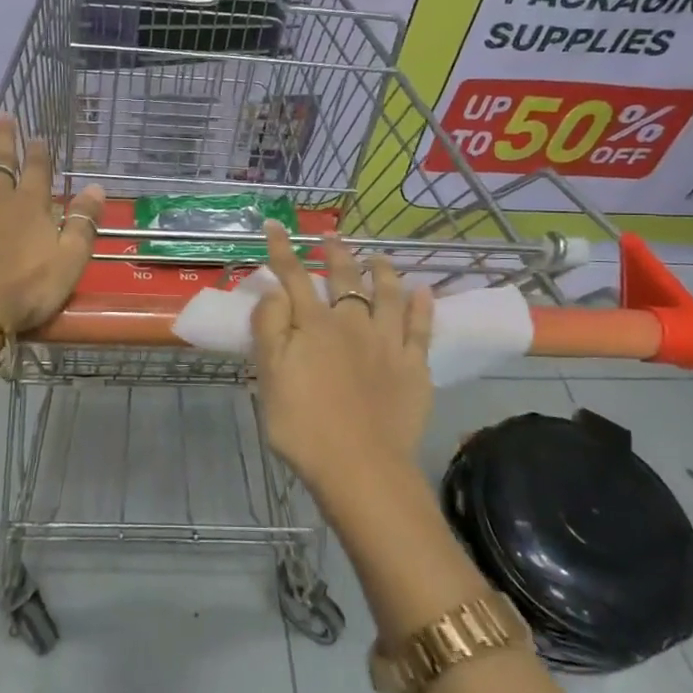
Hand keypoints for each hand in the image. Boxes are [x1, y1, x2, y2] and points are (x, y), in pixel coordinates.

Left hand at [0, 111, 106, 334]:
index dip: (38, 152)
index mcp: (30, 208)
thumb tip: (97, 188)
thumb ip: (83, 224)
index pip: (37, 172)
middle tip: (2, 114)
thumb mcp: (69, 262)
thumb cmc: (25, 292)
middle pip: (0, 163)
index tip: (37, 135)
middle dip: (3, 138)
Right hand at [251, 224, 434, 495]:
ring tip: (378, 257)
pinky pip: (421, 327)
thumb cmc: (304, 425)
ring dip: (382, 271)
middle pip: (344, 279)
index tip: (274, 224)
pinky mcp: (414, 367)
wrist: (361, 467)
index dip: (282, 250)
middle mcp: (352, 324)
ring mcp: (388, 343)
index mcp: (314, 325)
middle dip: (335, 253)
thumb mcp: (269, 377)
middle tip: (331, 236)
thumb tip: (274, 289)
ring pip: (387, 294)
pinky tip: (423, 291)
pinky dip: (422, 306)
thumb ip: (270, 328)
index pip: (293, 277)